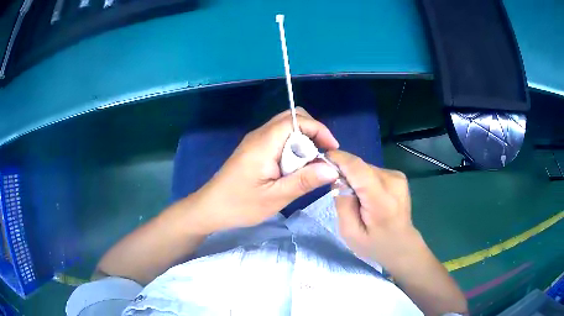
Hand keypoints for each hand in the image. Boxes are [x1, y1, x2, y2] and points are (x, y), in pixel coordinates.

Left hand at [188, 108, 339, 232]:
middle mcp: (260, 135)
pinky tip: (295, 166)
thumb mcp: (275, 197)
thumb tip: (332, 168)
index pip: (296, 120)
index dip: (318, 129)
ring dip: (303, 140)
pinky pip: (278, 138)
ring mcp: (255, 141)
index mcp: (264, 143)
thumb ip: (304, 181)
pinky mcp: (253, 149)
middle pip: (291, 118)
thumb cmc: (240, 204)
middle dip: (313, 132)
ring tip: (311, 163)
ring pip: (285, 127)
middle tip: (322, 155)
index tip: (332, 149)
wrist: (210, 208)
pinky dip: (293, 146)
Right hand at [326, 150, 422, 268]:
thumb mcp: (349, 232)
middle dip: (345, 174)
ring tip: (356, 199)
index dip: (338, 159)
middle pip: (360, 167)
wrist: (402, 245)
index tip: (321, 159)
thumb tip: (337, 177)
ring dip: (355, 178)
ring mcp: (398, 177)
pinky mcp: (398, 176)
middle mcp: (393, 181)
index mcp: (381, 199)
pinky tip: (367, 196)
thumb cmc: (374, 245)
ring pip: (366, 168)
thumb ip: (342, 203)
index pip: (357, 168)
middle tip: (338, 192)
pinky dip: (365, 180)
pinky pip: (373, 171)